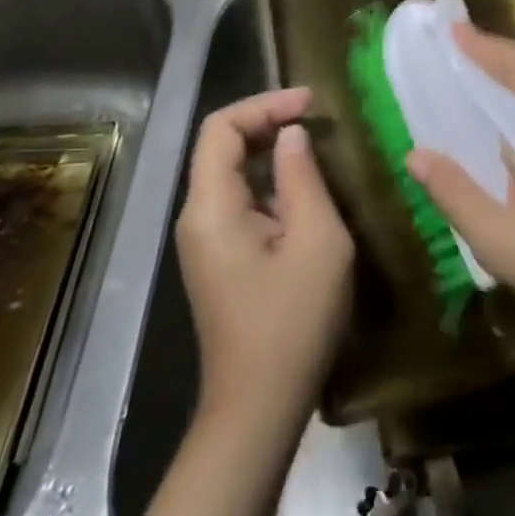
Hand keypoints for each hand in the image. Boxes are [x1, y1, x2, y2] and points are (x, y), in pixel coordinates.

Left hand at [175, 87, 354, 427]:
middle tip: (317, 117)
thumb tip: (291, 136)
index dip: (265, 104)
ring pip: (231, 173)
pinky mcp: (220, 260)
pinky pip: (239, 201)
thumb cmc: (292, 324)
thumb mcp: (317, 242)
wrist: (258, 412)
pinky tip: (305, 189)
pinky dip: (269, 181)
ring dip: (270, 150)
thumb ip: (302, 179)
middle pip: (221, 145)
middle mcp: (197, 217)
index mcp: (210, 207)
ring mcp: (205, 241)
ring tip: (316, 143)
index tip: (310, 103)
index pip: (221, 128)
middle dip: (267, 121)